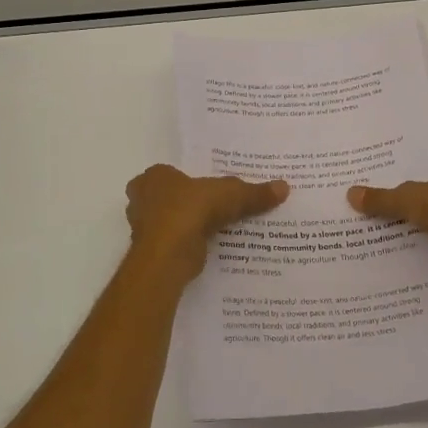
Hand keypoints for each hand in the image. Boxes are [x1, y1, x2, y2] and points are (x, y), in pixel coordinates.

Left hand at [125, 164, 288, 277]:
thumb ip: (255, 193)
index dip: (188, 180)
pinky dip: (187, 246)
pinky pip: (174, 244)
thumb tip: (284, 187)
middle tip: (212, 208)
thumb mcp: (232, 194)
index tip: (207, 189)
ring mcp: (143, 228)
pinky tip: (207, 248)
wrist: (169, 253)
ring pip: (169, 223)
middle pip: (167, 199)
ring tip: (214, 229)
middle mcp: (142, 200)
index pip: (170, 174)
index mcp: (154, 177)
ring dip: (187, 227)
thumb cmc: (192, 209)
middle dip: (185, 204)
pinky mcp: (152, 253)